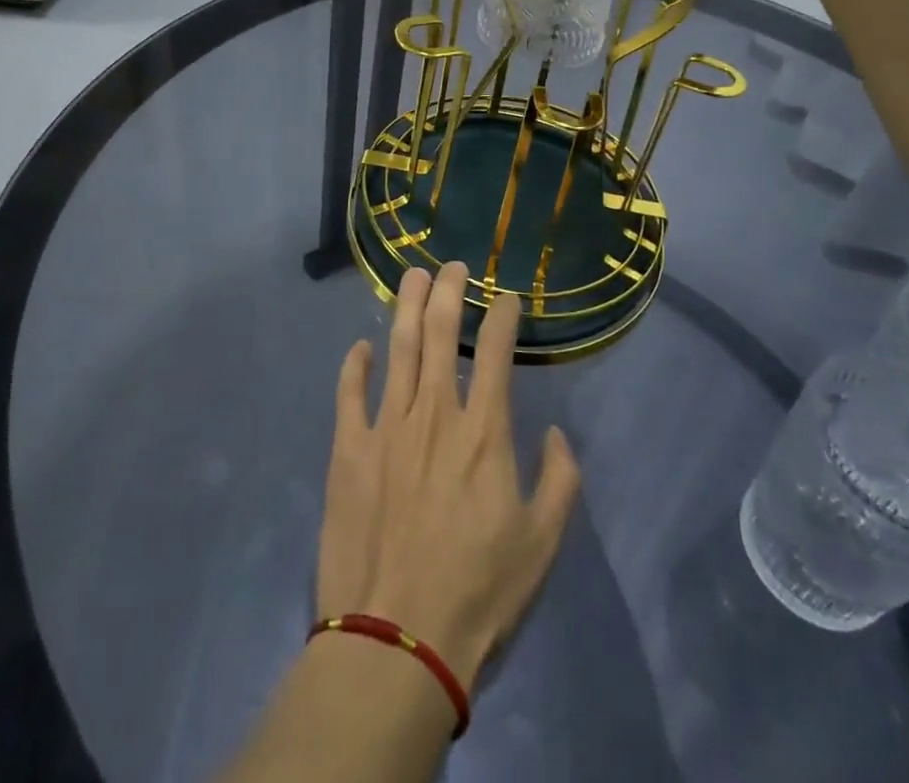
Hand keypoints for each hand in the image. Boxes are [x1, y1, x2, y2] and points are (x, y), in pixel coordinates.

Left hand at [316, 263, 580, 691]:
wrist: (395, 643)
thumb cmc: (477, 594)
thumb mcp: (542, 545)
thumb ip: (561, 481)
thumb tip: (558, 435)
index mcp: (484, 432)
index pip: (498, 353)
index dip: (504, 316)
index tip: (508, 298)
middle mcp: (434, 413)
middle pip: (441, 333)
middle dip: (450, 290)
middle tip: (454, 266)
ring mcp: (386, 427)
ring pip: (398, 347)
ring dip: (407, 306)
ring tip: (413, 276)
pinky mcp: (348, 450)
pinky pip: (350, 393)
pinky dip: (355, 364)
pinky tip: (362, 345)